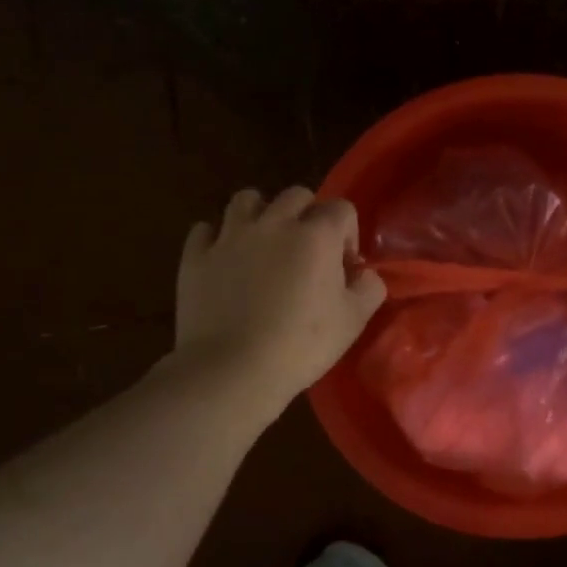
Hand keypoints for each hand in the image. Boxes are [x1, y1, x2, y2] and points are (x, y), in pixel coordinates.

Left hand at [175, 186, 386, 414]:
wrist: (232, 370)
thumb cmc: (301, 345)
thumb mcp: (354, 321)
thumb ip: (369, 287)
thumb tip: (364, 274)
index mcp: (316, 235)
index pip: (342, 209)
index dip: (348, 235)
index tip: (344, 268)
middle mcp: (274, 223)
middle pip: (296, 195)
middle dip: (307, 215)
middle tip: (306, 252)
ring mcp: (230, 236)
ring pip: (246, 199)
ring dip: (260, 214)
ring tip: (263, 244)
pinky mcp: (196, 256)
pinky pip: (205, 230)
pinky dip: (217, 239)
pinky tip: (224, 260)